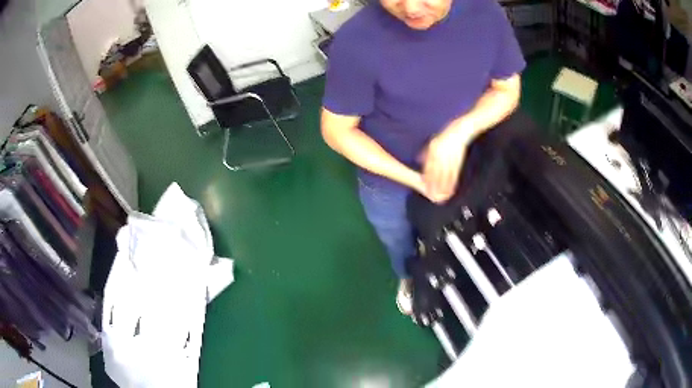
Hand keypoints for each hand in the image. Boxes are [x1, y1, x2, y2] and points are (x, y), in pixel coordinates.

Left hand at [422, 122, 471, 202]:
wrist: (461, 131)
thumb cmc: (446, 136)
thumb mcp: (433, 142)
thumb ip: (426, 153)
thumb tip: (418, 160)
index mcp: (434, 151)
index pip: (429, 168)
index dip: (427, 178)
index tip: (425, 187)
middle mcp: (441, 156)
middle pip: (437, 174)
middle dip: (434, 186)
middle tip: (432, 196)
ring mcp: (450, 159)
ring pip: (446, 176)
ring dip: (443, 188)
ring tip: (441, 197)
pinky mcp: (458, 162)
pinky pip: (455, 175)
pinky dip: (453, 183)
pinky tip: (452, 190)